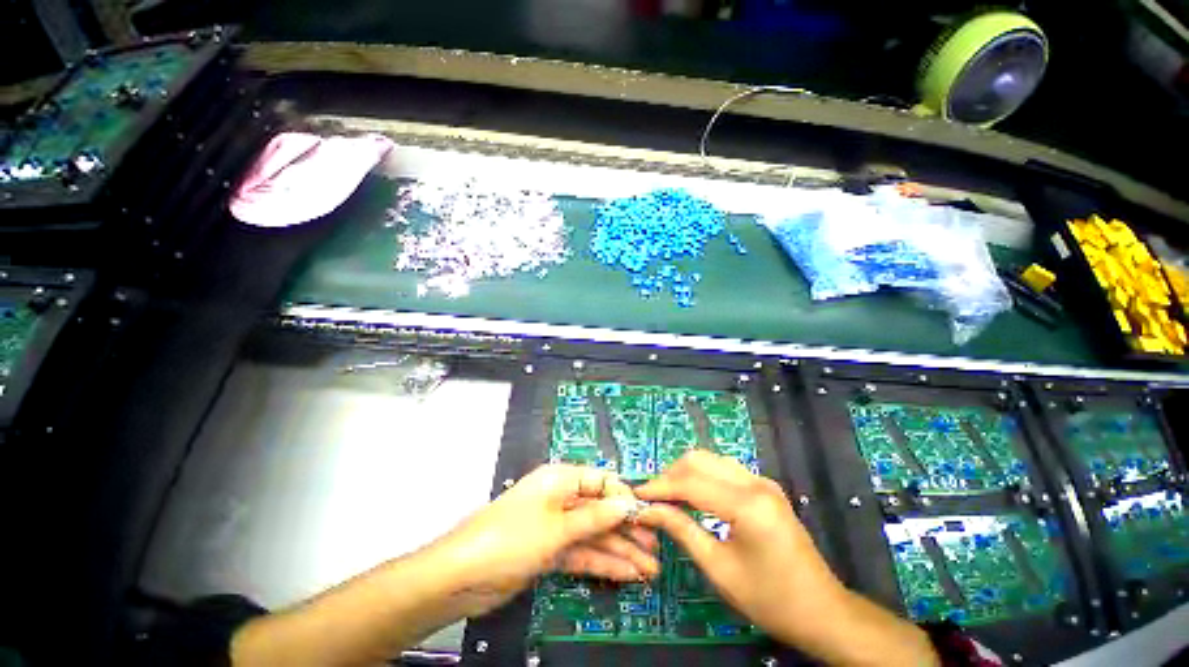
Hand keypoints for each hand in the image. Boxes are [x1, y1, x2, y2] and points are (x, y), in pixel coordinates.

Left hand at [434, 464, 658, 616]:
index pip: (600, 481)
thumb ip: (594, 516)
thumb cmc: (511, 538)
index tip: (648, 514)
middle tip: (655, 547)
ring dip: (620, 550)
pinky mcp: (551, 552)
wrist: (462, 577)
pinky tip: (626, 574)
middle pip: (600, 510)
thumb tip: (627, 503)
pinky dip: (603, 563)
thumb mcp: (557, 526)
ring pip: (595, 535)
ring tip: (649, 568)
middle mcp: (561, 499)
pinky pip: (582, 553)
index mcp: (560, 479)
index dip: (624, 497)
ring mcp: (556, 527)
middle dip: (627, 529)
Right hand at [637, 451, 937, 666]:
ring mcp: (762, 482)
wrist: (823, 611)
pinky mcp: (765, 488)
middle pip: (699, 461)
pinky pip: (725, 470)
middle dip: (670, 475)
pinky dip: (702, 477)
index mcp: (747, 504)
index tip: (636, 496)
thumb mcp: (719, 569)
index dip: (659, 487)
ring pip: (711, 460)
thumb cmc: (770, 599)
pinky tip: (691, 495)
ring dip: (685, 473)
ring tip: (667, 495)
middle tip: (651, 497)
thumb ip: (681, 530)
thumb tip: (649, 511)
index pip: (690, 483)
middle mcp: (755, 483)